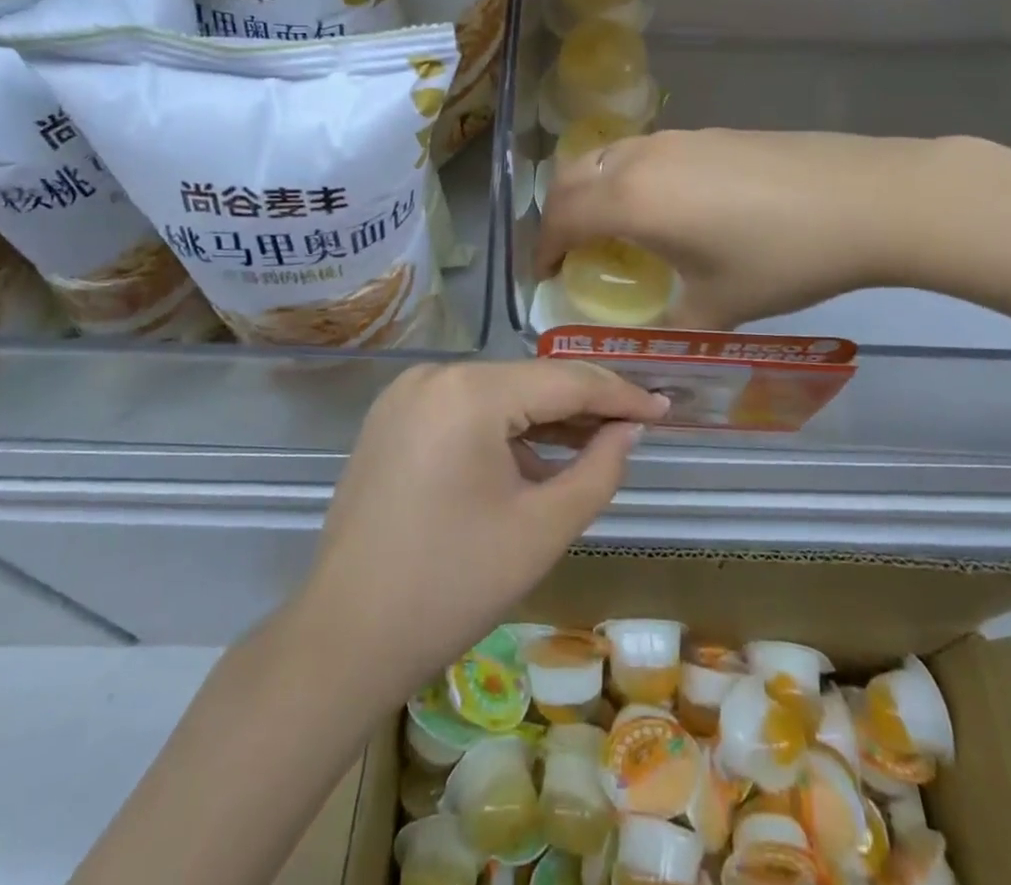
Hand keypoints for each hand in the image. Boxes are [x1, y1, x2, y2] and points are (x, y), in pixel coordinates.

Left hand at [301, 361, 667, 693]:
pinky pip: (463, 410)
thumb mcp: (541, 529)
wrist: (345, 636)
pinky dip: (502, 429)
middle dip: (583, 405)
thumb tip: (628, 431)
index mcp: (469, 392)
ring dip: (543, 419)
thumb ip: (598, 470)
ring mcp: (406, 394)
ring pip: (496, 395)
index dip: (619, 393)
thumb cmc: (452, 586)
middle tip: (637, 425)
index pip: (563, 380)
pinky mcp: (392, 419)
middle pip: (528, 382)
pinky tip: (533, 457)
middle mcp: (434, 375)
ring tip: (596, 441)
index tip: (664, 407)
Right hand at [536, 128, 945, 329]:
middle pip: (572, 176)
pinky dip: (629, 177)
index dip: (543, 248)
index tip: (544, 275)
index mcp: (631, 200)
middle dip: (558, 213)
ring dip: (593, 189)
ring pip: (608, 157)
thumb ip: (671, 328)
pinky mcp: (708, 133)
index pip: (561, 218)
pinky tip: (666, 207)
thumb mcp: (720, 306)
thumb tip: (649, 348)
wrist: (864, 199)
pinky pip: (644, 152)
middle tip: (570, 250)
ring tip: (612, 228)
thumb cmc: (782, 257)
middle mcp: (641, 159)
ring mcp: (676, 139)